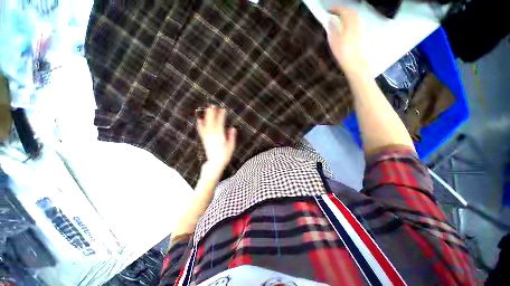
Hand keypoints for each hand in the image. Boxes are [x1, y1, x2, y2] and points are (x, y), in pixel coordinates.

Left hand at [197, 107, 236, 174]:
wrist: (215, 164)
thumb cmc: (224, 156)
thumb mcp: (231, 147)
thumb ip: (232, 137)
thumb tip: (233, 128)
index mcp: (220, 137)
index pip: (220, 124)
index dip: (221, 116)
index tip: (223, 109)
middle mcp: (212, 136)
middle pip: (211, 122)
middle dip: (212, 113)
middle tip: (212, 105)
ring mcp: (207, 138)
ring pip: (206, 125)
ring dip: (206, 116)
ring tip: (206, 109)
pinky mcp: (204, 140)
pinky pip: (201, 131)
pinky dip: (200, 124)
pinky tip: (199, 119)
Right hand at [328, 6, 365, 74]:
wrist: (352, 61)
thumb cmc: (341, 54)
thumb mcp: (334, 43)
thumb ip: (332, 30)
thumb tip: (329, 21)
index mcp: (348, 27)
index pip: (344, 12)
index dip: (337, 9)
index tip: (330, 9)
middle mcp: (354, 25)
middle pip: (351, 11)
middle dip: (343, 9)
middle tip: (335, 11)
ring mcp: (357, 29)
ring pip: (354, 15)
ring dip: (347, 12)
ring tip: (340, 15)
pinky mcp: (358, 33)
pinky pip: (356, 20)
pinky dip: (350, 17)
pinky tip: (346, 21)